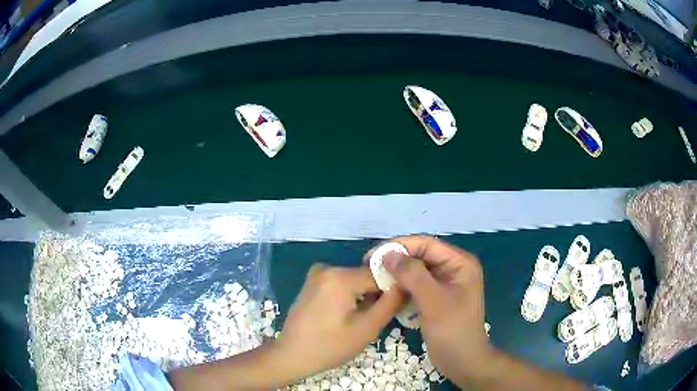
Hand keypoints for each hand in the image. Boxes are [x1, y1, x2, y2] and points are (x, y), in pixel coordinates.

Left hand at [275, 264, 404, 379]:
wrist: (292, 355)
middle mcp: (327, 267)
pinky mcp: (313, 282)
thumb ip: (391, 302)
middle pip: (366, 276)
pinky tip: (347, 315)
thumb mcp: (367, 328)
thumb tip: (408, 283)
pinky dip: (350, 295)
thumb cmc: (330, 346)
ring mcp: (317, 273)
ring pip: (355, 280)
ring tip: (361, 319)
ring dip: (364, 296)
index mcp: (339, 276)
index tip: (397, 307)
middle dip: (377, 294)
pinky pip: (341, 283)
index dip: (393, 289)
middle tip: (376, 319)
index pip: (380, 273)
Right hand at [371, 236, 493, 384]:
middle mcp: (453, 268)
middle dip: (396, 260)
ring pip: (416, 271)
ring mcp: (445, 284)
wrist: (462, 360)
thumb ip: (413, 275)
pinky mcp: (436, 297)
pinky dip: (402, 287)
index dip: (399, 246)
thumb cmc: (452, 330)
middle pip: (421, 256)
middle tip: (369, 267)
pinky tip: (387, 292)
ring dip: (397, 274)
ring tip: (375, 279)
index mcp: (460, 263)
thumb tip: (388, 254)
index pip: (426, 244)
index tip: (373, 255)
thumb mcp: (433, 301)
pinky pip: (416, 285)